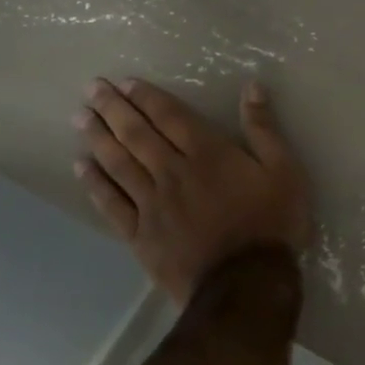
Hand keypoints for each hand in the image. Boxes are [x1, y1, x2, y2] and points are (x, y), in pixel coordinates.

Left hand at [75, 77, 311, 304]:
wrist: (245, 281)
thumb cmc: (272, 221)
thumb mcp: (284, 170)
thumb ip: (264, 129)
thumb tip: (252, 87)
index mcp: (208, 154)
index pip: (171, 117)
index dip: (148, 98)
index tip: (126, 83)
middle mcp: (173, 172)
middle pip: (138, 135)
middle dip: (114, 109)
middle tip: (92, 88)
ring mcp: (152, 204)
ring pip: (118, 164)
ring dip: (99, 138)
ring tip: (80, 118)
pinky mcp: (140, 234)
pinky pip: (111, 203)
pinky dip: (95, 183)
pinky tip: (81, 168)